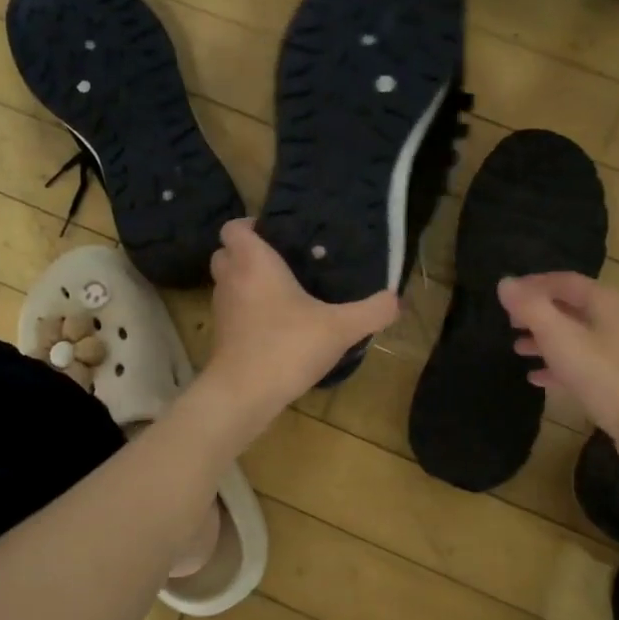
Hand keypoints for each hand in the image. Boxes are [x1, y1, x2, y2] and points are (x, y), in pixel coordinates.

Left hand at [201, 219, 398, 423]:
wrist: (244, 393)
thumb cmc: (288, 346)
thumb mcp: (340, 328)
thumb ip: (372, 311)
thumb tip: (397, 300)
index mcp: (253, 263)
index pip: (234, 228)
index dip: (251, 226)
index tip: (279, 236)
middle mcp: (231, 279)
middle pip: (226, 252)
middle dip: (248, 254)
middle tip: (282, 263)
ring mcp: (222, 309)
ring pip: (228, 282)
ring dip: (247, 283)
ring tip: (282, 293)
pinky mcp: (221, 335)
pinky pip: (232, 311)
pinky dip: (247, 311)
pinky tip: (276, 325)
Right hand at [498, 273, 618, 447]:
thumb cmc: (602, 373)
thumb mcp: (559, 336)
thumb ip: (530, 308)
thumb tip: (505, 282)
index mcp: (605, 302)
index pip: (564, 281)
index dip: (533, 284)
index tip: (506, 295)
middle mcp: (615, 320)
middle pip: (570, 307)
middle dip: (538, 313)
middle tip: (509, 322)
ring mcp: (618, 351)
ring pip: (574, 336)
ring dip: (544, 340)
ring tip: (517, 349)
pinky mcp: (616, 379)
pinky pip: (581, 363)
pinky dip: (557, 365)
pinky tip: (536, 378)